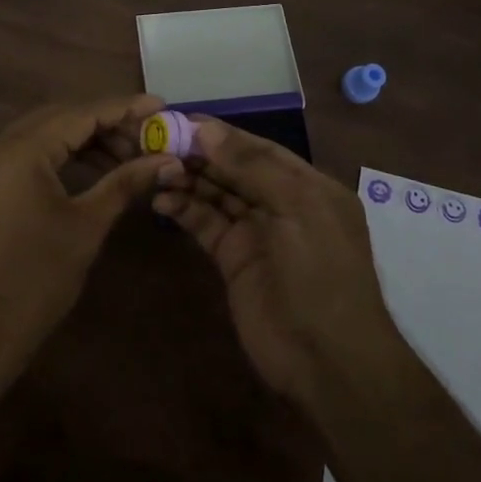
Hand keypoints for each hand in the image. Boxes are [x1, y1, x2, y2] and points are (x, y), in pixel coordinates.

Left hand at [0, 94, 177, 380]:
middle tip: (148, 132)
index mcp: (18, 152)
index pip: (79, 114)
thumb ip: (125, 182)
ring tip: (129, 153)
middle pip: (60, 117)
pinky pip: (28, 152)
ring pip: (44, 133)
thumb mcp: (86, 226)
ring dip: (85, 138)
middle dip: (106, 122)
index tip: (160, 105)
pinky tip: (95, 166)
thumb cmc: (35, 281)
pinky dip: (62, 154)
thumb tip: (167, 160)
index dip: (123, 108)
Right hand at [153, 118, 400, 411]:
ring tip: (152, 167)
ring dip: (187, 179)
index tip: (181, 119)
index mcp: (308, 185)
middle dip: (199, 154)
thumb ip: (251, 167)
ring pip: (216, 194)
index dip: (221, 134)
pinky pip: (206, 224)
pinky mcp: (233, 260)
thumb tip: (205, 129)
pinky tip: (160, 200)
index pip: (258, 149)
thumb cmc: (321, 274)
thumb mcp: (296, 209)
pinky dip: (184, 210)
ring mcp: (256, 233)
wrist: (327, 362)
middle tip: (155, 140)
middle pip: (234, 169)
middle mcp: (281, 203)